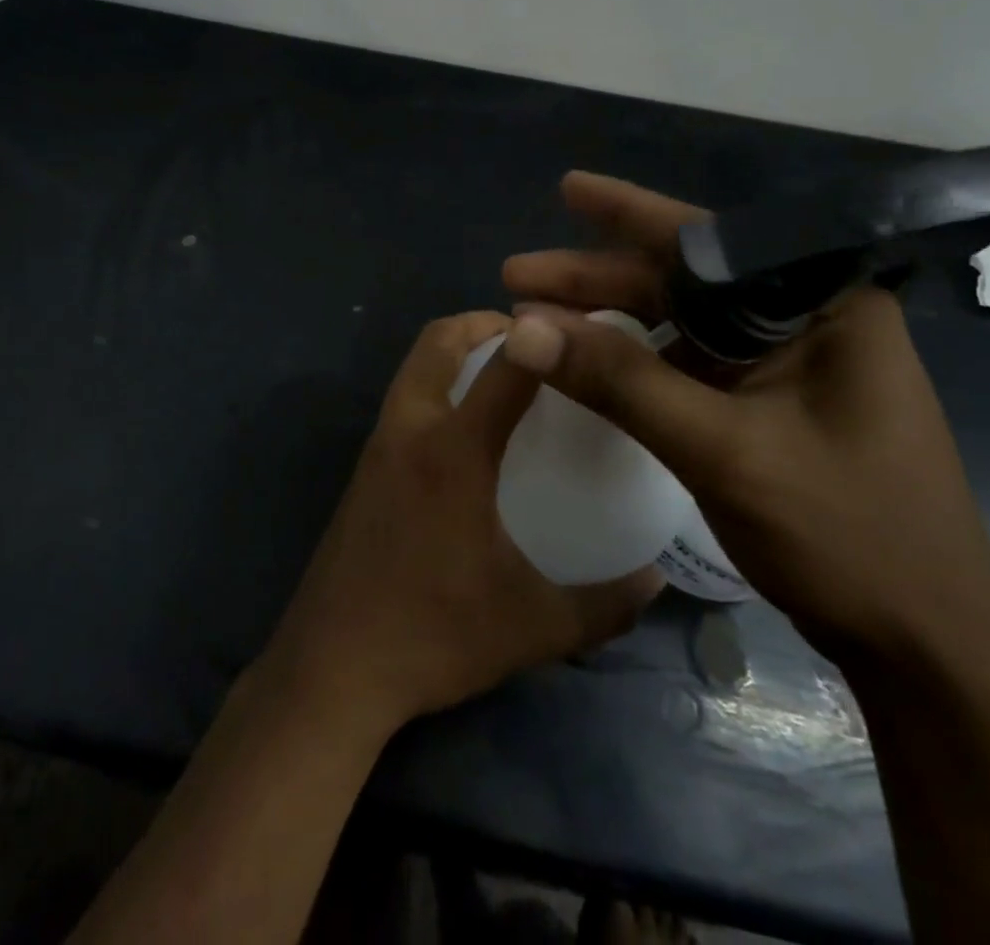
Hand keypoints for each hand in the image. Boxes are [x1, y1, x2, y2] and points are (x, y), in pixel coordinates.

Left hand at [261, 312, 661, 734]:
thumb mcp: (533, 626)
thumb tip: (658, 578)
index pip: (505, 368)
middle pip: (437, 341)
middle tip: (532, 341)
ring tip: (503, 375)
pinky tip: (465, 430)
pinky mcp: (362, 468)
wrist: (332, 666)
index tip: (577, 327)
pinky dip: (434, 383)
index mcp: (453, 452)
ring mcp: (378, 446)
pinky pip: (403, 398)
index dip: (541, 336)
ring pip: (413, 366)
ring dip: (453, 350)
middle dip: (482, 322)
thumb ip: (605, 604)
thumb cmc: (433, 636)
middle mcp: (410, 430)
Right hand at [501, 173, 989, 670]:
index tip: (566, 188)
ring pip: (681, 322)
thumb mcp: (722, 450)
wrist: (926, 649)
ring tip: (538, 316)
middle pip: (685, 280)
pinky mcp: (773, 403)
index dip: (628, 211)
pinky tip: (589, 359)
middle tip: (517, 275)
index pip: (710, 241)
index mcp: (824, 305)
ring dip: (610, 319)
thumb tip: (524, 328)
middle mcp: (808, 320)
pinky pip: (690, 363)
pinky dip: (636, 361)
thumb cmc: (848, 536)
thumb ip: (621, 381)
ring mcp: (790, 364)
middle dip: (597, 278)